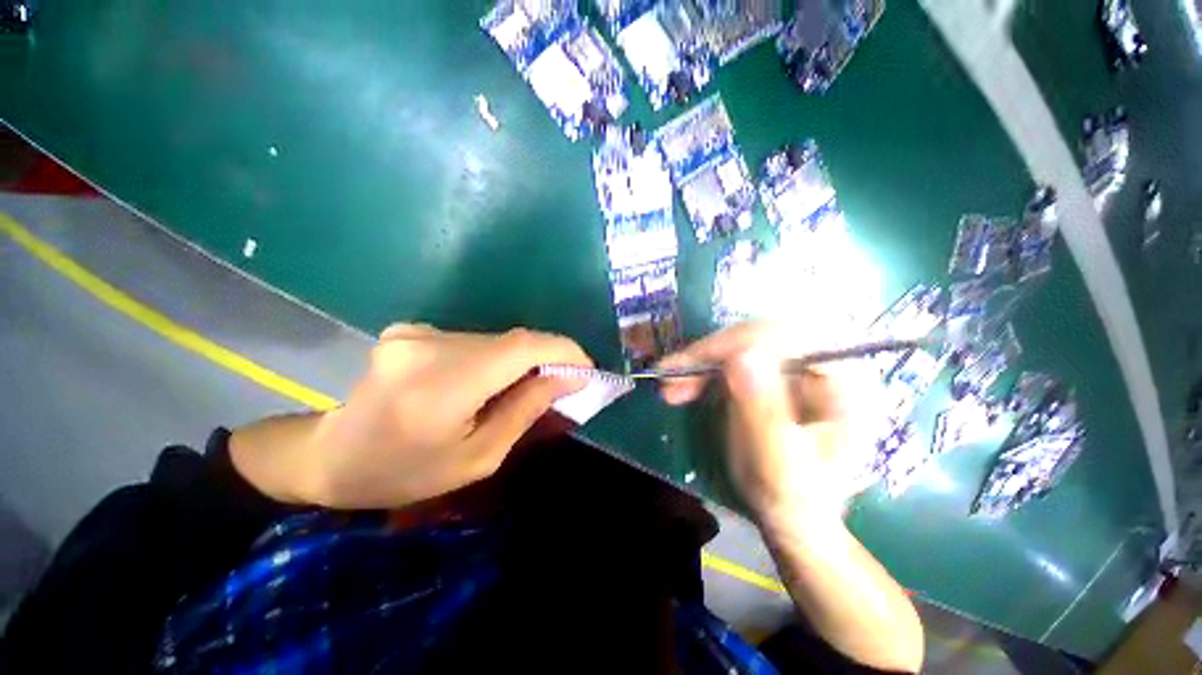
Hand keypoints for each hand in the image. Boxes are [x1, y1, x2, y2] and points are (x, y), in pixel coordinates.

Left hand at [233, 324, 591, 508]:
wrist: (331, 457)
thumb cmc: (405, 473)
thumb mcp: (478, 458)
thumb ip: (526, 410)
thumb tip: (570, 376)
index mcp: (440, 387)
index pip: (520, 348)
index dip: (562, 350)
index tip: (586, 368)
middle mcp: (427, 347)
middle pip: (511, 342)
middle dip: (545, 359)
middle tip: (560, 386)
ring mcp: (415, 332)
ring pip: (494, 340)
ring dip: (518, 362)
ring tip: (517, 392)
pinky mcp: (412, 329)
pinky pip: (473, 341)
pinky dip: (493, 359)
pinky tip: (483, 384)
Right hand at [657, 322, 879, 522]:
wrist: (795, 517)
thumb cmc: (793, 498)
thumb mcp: (778, 465)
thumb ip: (763, 412)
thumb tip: (741, 355)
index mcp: (849, 382)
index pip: (791, 337)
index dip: (737, 343)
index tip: (693, 365)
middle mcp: (829, 363)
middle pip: (764, 333)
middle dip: (713, 352)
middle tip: (672, 374)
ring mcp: (802, 365)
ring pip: (745, 341)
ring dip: (704, 360)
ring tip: (671, 384)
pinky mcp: (778, 372)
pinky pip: (738, 355)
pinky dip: (708, 367)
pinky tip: (687, 384)